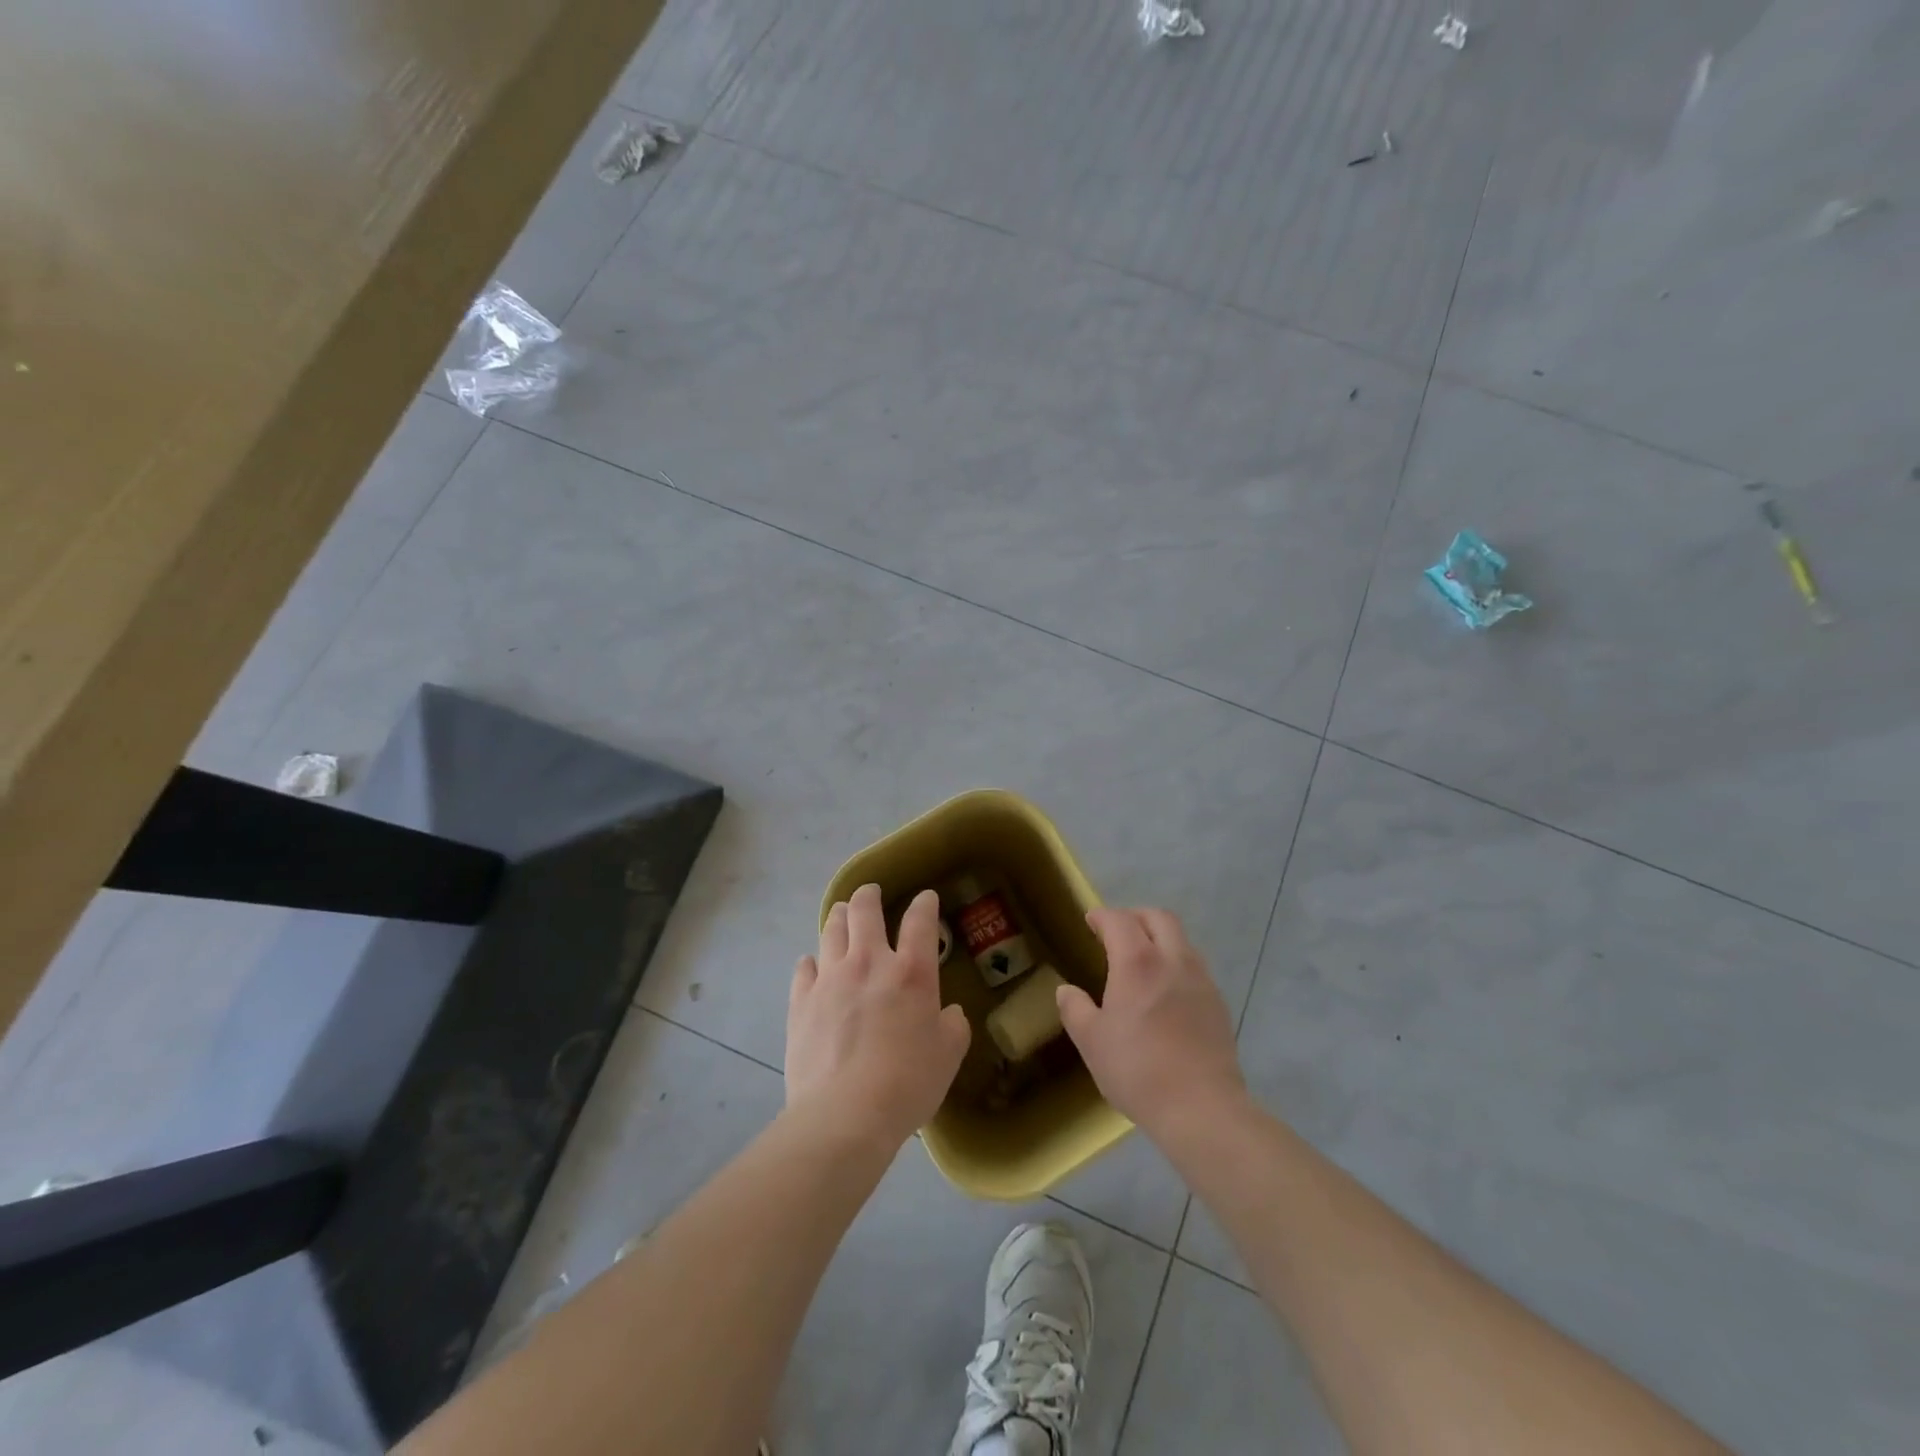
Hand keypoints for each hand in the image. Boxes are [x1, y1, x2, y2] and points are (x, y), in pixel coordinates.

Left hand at [786, 884, 971, 1149]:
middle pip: (865, 910)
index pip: (920, 921)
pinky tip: (813, 964)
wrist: (844, 1115)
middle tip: (871, 894)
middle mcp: (869, 962)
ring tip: (841, 914)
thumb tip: (947, 1013)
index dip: (925, 904)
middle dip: (869, 895)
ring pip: (831, 929)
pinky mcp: (801, 1001)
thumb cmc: (907, 1084)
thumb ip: (952, 1026)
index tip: (926, 898)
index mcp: (911, 971)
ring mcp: (830, 978)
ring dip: (839, 916)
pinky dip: (811, 961)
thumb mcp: (948, 1055)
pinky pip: (804, 967)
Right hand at [1057, 907, 1247, 1138]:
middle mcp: (1173, 960)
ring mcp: (1201, 980)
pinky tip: (1167, 991)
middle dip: (1135, 916)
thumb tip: (1066, 990)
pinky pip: (1195, 967)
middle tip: (1117, 932)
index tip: (1090, 921)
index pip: (1119, 920)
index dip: (1102, 916)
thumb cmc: (1138, 1070)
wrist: (1201, 1108)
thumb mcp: (1091, 1042)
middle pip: (1158, 917)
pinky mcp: (1218, 1003)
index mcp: (1137, 962)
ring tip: (1143, 959)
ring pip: (1181, 940)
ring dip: (1160, 938)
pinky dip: (1177, 963)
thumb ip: (1075, 1009)